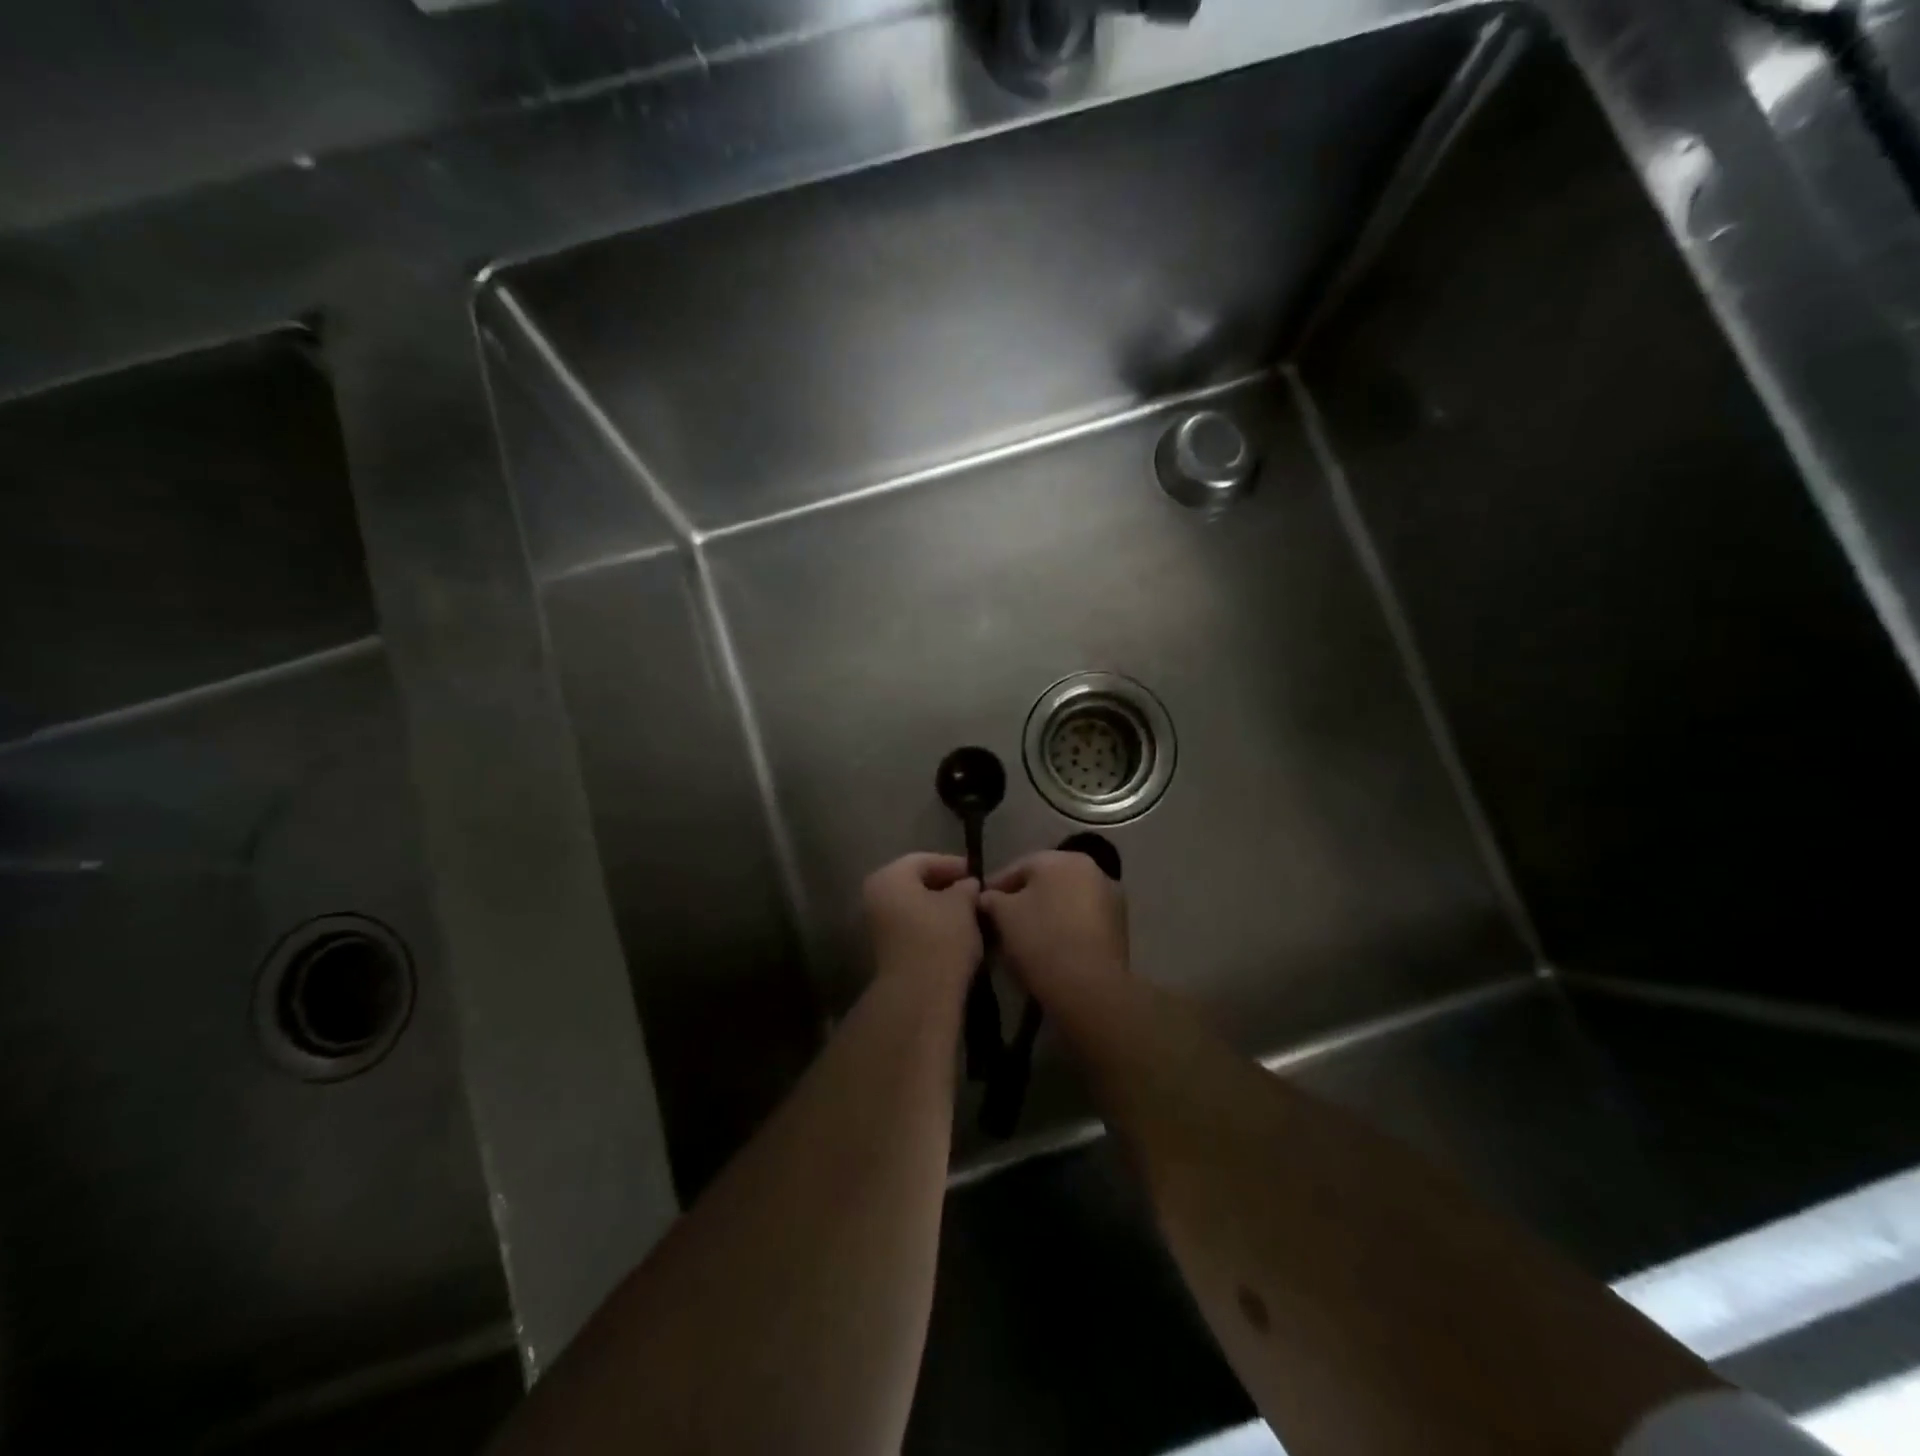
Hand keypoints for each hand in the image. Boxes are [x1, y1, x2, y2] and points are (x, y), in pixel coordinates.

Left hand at [862, 853, 981, 986]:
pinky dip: (932, 925)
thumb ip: (965, 887)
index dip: (953, 864)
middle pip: (916, 883)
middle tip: (974, 892)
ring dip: (940, 907)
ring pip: (914, 906)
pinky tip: (957, 932)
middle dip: (946, 886)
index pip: (924, 860)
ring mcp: (877, 925)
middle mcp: (876, 896)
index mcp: (889, 877)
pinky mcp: (886, 949)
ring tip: (970, 913)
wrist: (920, 995)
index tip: (977, 874)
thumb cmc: (941, 938)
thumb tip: (967, 884)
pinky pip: (912, 926)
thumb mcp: (962, 904)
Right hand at [979, 851, 1127, 1007]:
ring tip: (1024, 937)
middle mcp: (1090, 868)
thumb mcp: (1003, 916)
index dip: (995, 887)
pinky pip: (1082, 919)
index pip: (1018, 867)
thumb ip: (991, 899)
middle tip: (1001, 922)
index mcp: (1061, 859)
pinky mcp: (1119, 925)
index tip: (979, 906)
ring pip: (1066, 900)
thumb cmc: (1040, 940)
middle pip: (1045, 881)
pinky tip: (1051, 947)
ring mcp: (1110, 896)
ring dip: (1046, 912)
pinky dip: (1066, 926)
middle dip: (1023, 899)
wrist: (1089, 987)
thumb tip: (987, 897)